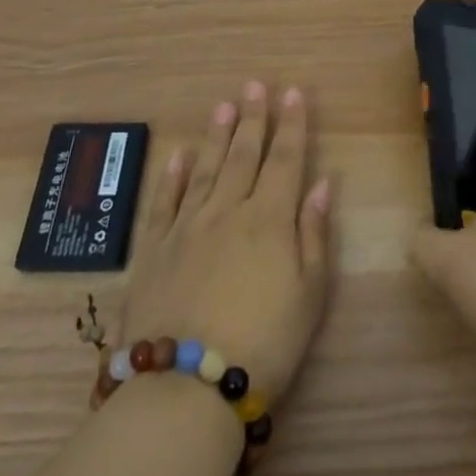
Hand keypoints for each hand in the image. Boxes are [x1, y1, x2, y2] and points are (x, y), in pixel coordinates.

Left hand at [114, 81, 333, 401]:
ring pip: (205, 169)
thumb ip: (314, 235)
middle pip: (243, 155)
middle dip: (253, 117)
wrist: (185, 390)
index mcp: (269, 219)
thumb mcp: (309, 295)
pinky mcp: (154, 251)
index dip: (291, 124)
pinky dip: (172, 176)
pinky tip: (178, 155)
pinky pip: (164, 202)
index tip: (293, 92)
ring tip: (223, 104)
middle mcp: (228, 211)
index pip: (285, 159)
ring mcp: (187, 227)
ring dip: (216, 135)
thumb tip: (321, 184)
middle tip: (255, 85)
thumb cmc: (263, 345)